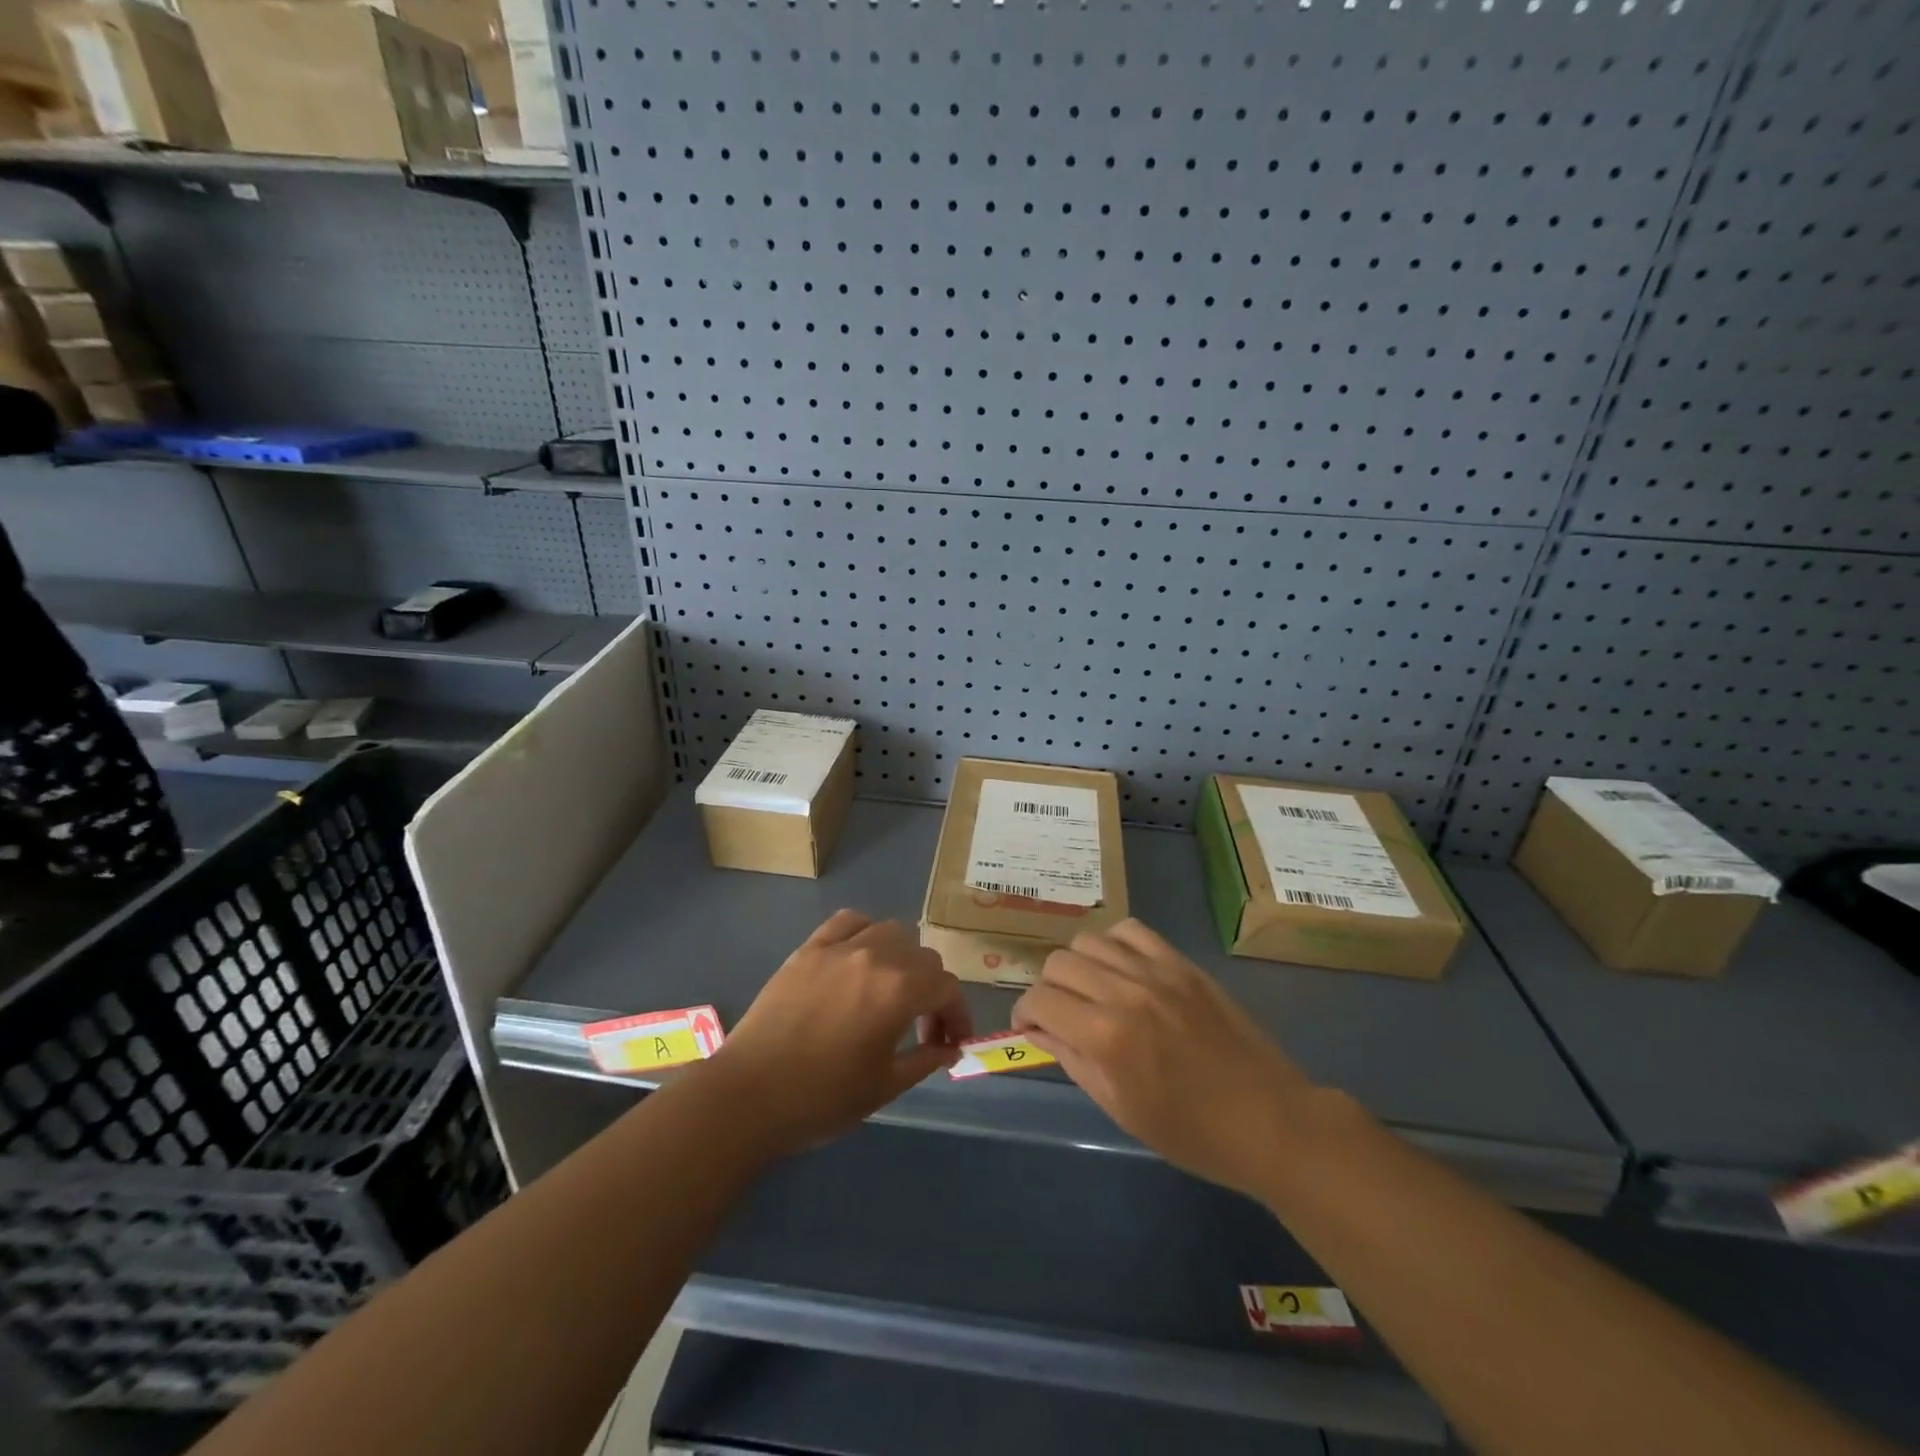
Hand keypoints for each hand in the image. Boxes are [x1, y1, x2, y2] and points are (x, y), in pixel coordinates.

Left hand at [709, 909, 973, 1156]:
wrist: (748, 1096)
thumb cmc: (821, 1098)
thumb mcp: (884, 1087)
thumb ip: (925, 1060)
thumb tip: (951, 1047)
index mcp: (900, 990)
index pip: (947, 987)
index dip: (957, 1014)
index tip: (952, 1042)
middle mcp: (876, 956)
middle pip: (923, 957)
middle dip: (932, 990)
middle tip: (921, 1027)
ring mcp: (839, 947)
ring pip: (890, 931)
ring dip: (902, 957)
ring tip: (891, 989)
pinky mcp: (809, 948)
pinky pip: (848, 921)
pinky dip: (864, 932)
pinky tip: (859, 958)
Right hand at [1011, 919, 1314, 1197]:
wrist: (1267, 1120)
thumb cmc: (1190, 1132)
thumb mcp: (1120, 1109)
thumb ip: (1073, 1060)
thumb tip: (1039, 1030)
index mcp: (1106, 1037)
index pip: (1040, 1000)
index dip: (1024, 1012)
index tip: (1030, 1026)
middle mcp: (1124, 992)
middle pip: (1059, 963)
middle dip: (1048, 989)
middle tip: (1060, 1013)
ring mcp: (1156, 972)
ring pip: (1089, 940)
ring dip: (1078, 964)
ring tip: (1090, 989)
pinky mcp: (1181, 963)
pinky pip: (1131, 930)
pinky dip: (1114, 944)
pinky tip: (1120, 968)